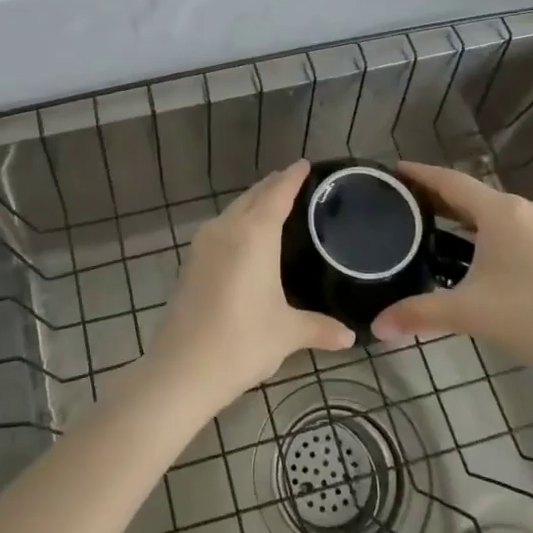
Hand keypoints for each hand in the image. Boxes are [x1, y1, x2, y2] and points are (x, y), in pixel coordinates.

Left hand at [148, 161, 356, 410]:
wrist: (182, 368)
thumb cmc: (242, 342)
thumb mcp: (287, 333)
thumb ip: (319, 328)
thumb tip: (350, 337)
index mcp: (254, 235)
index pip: (276, 194)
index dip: (292, 177)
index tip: (305, 164)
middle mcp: (226, 229)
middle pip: (252, 197)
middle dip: (272, 186)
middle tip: (294, 181)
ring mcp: (203, 244)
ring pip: (232, 211)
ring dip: (252, 203)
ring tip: (273, 204)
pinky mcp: (191, 262)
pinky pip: (220, 228)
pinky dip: (238, 222)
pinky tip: (246, 238)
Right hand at [369, 162, 532, 383]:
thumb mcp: (468, 313)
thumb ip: (418, 314)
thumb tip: (376, 326)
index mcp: (500, 212)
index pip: (450, 180)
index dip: (420, 174)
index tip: (393, 170)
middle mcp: (523, 209)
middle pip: (471, 193)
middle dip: (437, 195)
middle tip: (402, 201)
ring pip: (492, 211)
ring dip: (461, 213)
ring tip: (430, 223)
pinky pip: (509, 225)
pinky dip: (483, 228)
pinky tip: (471, 248)